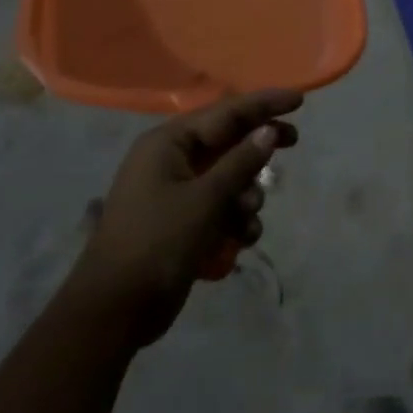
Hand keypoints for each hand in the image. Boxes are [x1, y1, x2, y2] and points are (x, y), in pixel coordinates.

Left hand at [68, 89, 299, 346]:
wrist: (113, 312)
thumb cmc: (158, 243)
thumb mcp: (206, 199)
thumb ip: (241, 161)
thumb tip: (269, 130)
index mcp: (168, 143)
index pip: (226, 112)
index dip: (264, 104)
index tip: (298, 100)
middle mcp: (170, 160)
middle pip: (228, 141)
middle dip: (259, 148)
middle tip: (294, 141)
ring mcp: (174, 191)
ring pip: (228, 177)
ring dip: (246, 194)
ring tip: (247, 217)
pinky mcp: (180, 221)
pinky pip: (219, 206)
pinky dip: (234, 218)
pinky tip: (241, 239)